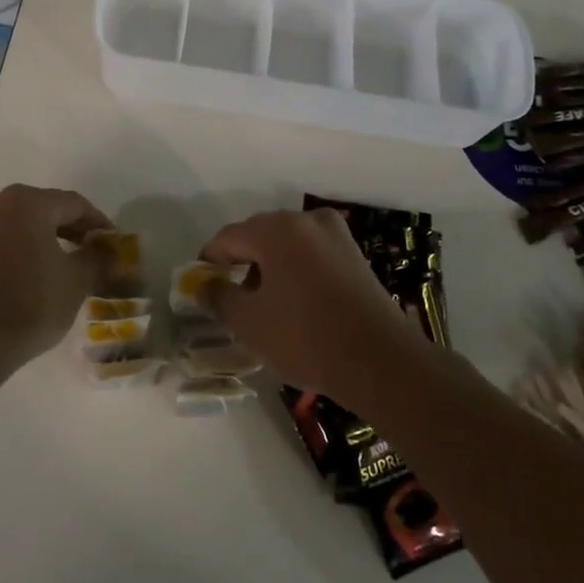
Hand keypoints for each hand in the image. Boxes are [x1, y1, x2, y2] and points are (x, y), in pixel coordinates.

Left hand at [0, 184, 114, 374]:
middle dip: (69, 228)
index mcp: (27, 202)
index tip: (113, 242)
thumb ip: (97, 258)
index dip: (98, 222)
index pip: (74, 204)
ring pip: (18, 224)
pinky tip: (31, 274)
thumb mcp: (76, 281)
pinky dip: (18, 250)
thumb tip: (110, 249)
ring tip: (62, 263)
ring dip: (42, 239)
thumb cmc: (30, 304)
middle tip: (91, 250)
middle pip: (43, 209)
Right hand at [201, 207, 431, 409]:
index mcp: (276, 229)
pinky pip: (312, 255)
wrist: (381, 362)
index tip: (202, 287)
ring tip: (267, 307)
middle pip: (259, 235)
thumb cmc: (305, 337)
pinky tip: (297, 305)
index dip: (209, 261)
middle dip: (242, 264)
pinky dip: (297, 272)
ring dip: (270, 268)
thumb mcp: (248, 323)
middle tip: (233, 300)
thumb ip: (218, 297)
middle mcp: (306, 220)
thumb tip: (202, 284)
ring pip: (287, 245)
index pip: (228, 237)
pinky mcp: (355, 256)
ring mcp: (336, 235)